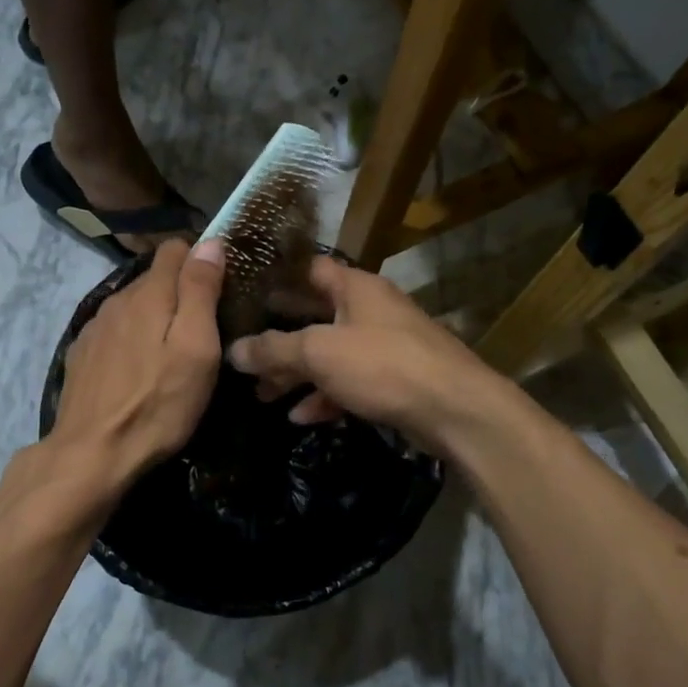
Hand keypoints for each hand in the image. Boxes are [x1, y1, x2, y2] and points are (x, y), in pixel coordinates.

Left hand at [47, 239, 226, 497]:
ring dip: (154, 318)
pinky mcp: (82, 355)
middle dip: (180, 293)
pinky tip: (139, 371)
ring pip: (133, 306)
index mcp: (148, 294)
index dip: (200, 261)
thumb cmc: (158, 403)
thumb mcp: (196, 348)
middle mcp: (117, 300)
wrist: (92, 454)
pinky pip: (115, 331)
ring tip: (171, 354)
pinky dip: (131, 340)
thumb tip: (209, 242)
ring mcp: (95, 328)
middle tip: (203, 330)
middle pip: (154, 279)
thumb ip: (200, 291)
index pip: (175, 249)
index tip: (219, 289)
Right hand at [225, 256, 501, 447]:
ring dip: (297, 373)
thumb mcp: (319, 353)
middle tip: (244, 353)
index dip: (277, 278)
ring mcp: (383, 345)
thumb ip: (273, 350)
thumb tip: (233, 350)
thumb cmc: (383, 365)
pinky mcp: (393, 379)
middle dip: (279, 337)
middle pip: (314, 316)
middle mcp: (370, 309)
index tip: (244, 293)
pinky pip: (349, 382)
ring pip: (329, 354)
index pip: (309, 269)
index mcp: (355, 287)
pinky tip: (300, 417)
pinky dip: (324, 396)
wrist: (454, 409)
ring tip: (263, 394)